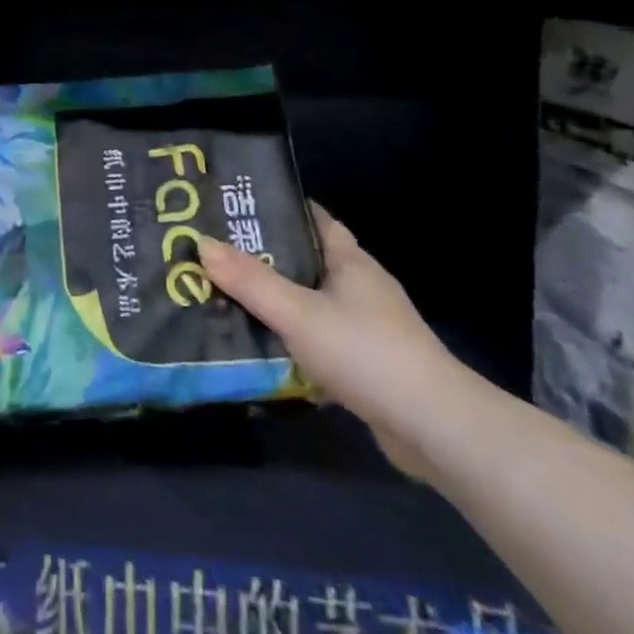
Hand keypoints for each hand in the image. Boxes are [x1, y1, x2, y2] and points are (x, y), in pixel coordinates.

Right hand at [199, 203, 469, 481]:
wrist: (432, 427)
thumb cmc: (365, 352)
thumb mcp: (298, 313)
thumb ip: (250, 281)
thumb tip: (201, 243)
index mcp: (351, 262)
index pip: (315, 219)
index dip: (279, 210)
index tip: (236, 207)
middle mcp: (360, 287)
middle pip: (306, 261)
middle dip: (264, 257)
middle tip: (214, 254)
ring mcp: (366, 327)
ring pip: (310, 302)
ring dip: (275, 300)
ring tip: (224, 296)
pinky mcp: (365, 362)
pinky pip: (317, 338)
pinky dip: (290, 337)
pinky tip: (259, 345)